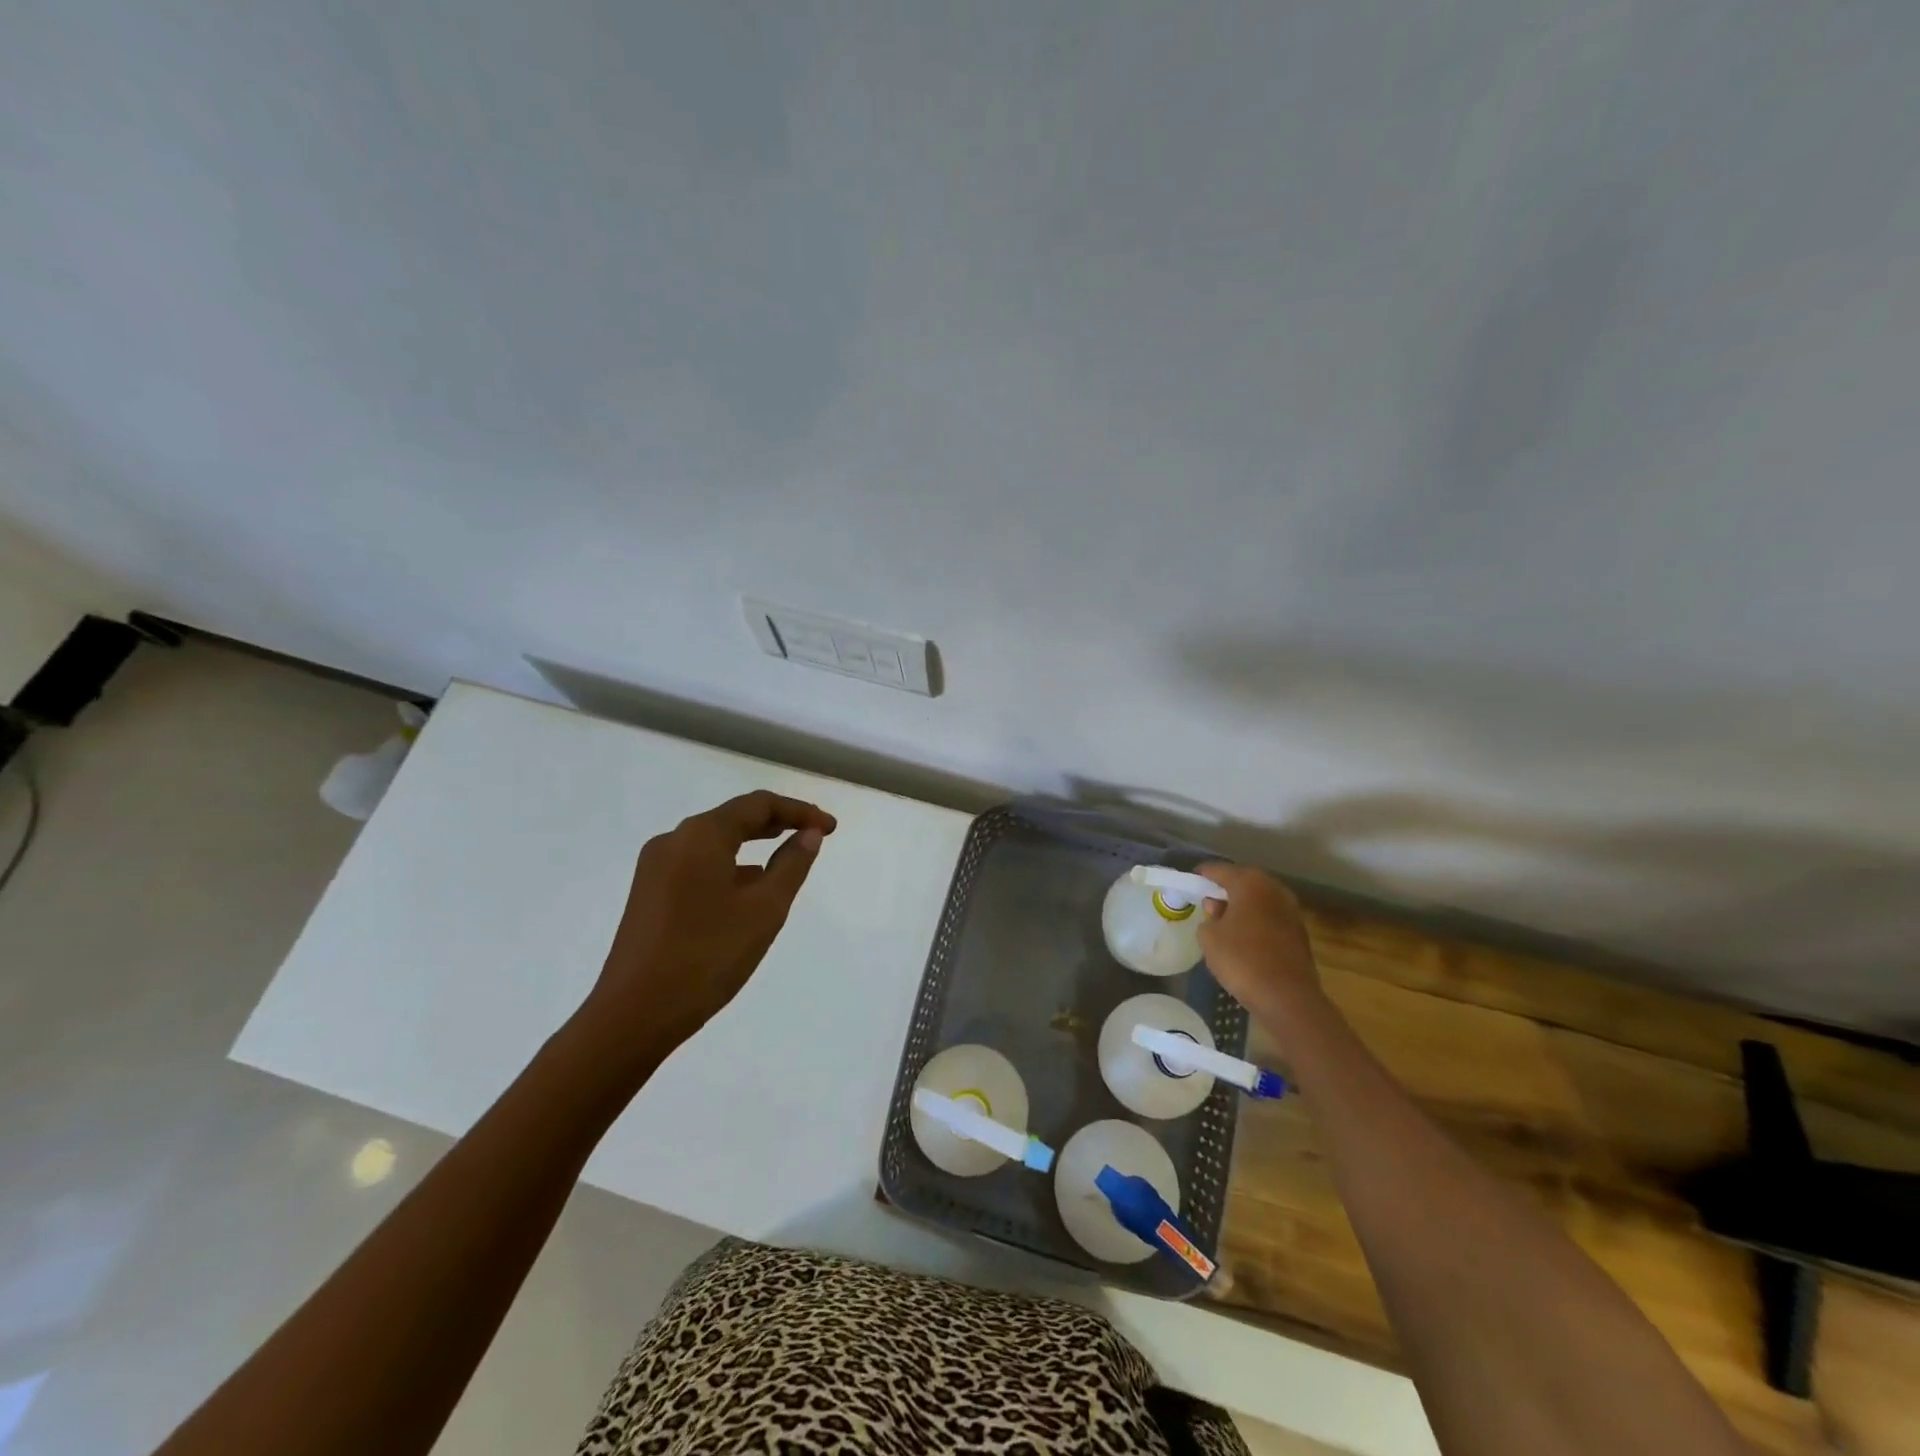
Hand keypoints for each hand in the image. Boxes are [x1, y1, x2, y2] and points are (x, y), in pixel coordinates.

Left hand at [579, 791, 836, 1061]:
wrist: (633, 1014)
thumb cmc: (707, 956)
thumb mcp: (765, 909)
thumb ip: (792, 865)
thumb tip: (809, 834)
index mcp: (701, 835)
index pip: (758, 804)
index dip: (800, 811)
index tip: (831, 828)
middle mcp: (674, 840)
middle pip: (734, 817)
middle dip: (777, 823)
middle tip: (814, 835)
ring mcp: (655, 867)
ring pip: (714, 842)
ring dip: (753, 844)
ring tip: (786, 860)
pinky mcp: (648, 893)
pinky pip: (697, 864)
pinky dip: (729, 866)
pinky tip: (746, 890)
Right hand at [1195, 861, 1322, 1024]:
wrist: (1288, 997)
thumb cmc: (1242, 960)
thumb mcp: (1209, 938)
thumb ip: (1209, 917)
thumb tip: (1217, 908)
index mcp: (1249, 883)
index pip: (1220, 870)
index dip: (1204, 874)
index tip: (1192, 879)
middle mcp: (1273, 889)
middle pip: (1244, 880)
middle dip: (1226, 886)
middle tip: (1209, 897)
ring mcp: (1290, 909)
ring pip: (1260, 897)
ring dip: (1244, 903)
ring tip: (1226, 916)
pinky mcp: (1299, 930)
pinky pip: (1271, 915)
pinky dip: (1257, 918)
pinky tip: (1246, 933)